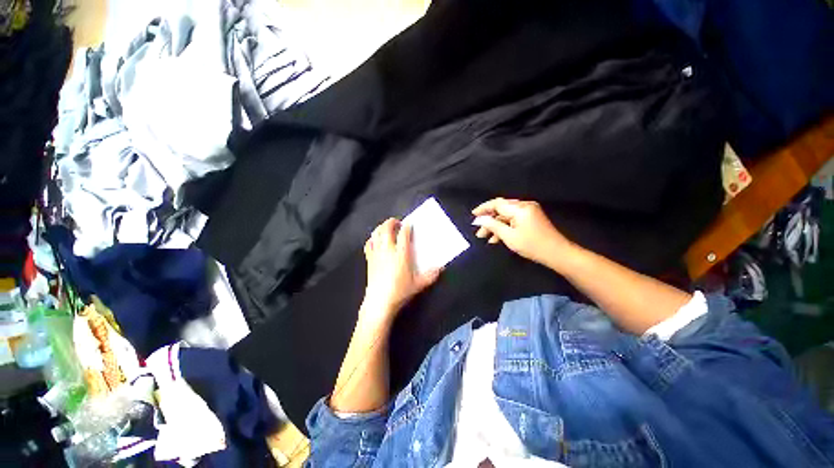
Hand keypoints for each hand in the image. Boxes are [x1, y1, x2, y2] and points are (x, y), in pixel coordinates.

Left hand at [361, 218, 441, 327]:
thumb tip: (441, 268)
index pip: (403, 233)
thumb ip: (431, 275)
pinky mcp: (369, 259)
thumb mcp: (419, 284)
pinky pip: (368, 244)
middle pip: (386, 228)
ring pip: (376, 233)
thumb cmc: (400, 292)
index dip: (407, 226)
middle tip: (398, 223)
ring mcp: (376, 254)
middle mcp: (388, 250)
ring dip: (381, 227)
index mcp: (401, 254)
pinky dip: (372, 239)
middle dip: (392, 222)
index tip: (410, 224)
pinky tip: (376, 241)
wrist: (379, 303)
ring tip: (387, 229)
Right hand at [473, 198, 573, 267]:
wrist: (557, 253)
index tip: (473, 215)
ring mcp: (529, 212)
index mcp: (520, 208)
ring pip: (506, 215)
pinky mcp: (531, 218)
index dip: (484, 208)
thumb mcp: (509, 236)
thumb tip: (479, 219)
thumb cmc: (532, 245)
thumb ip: (493, 225)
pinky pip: (513, 219)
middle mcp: (525, 206)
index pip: (497, 203)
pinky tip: (497, 238)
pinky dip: (504, 227)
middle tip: (479, 231)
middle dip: (489, 219)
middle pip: (501, 209)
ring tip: (485, 237)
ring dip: (495, 225)